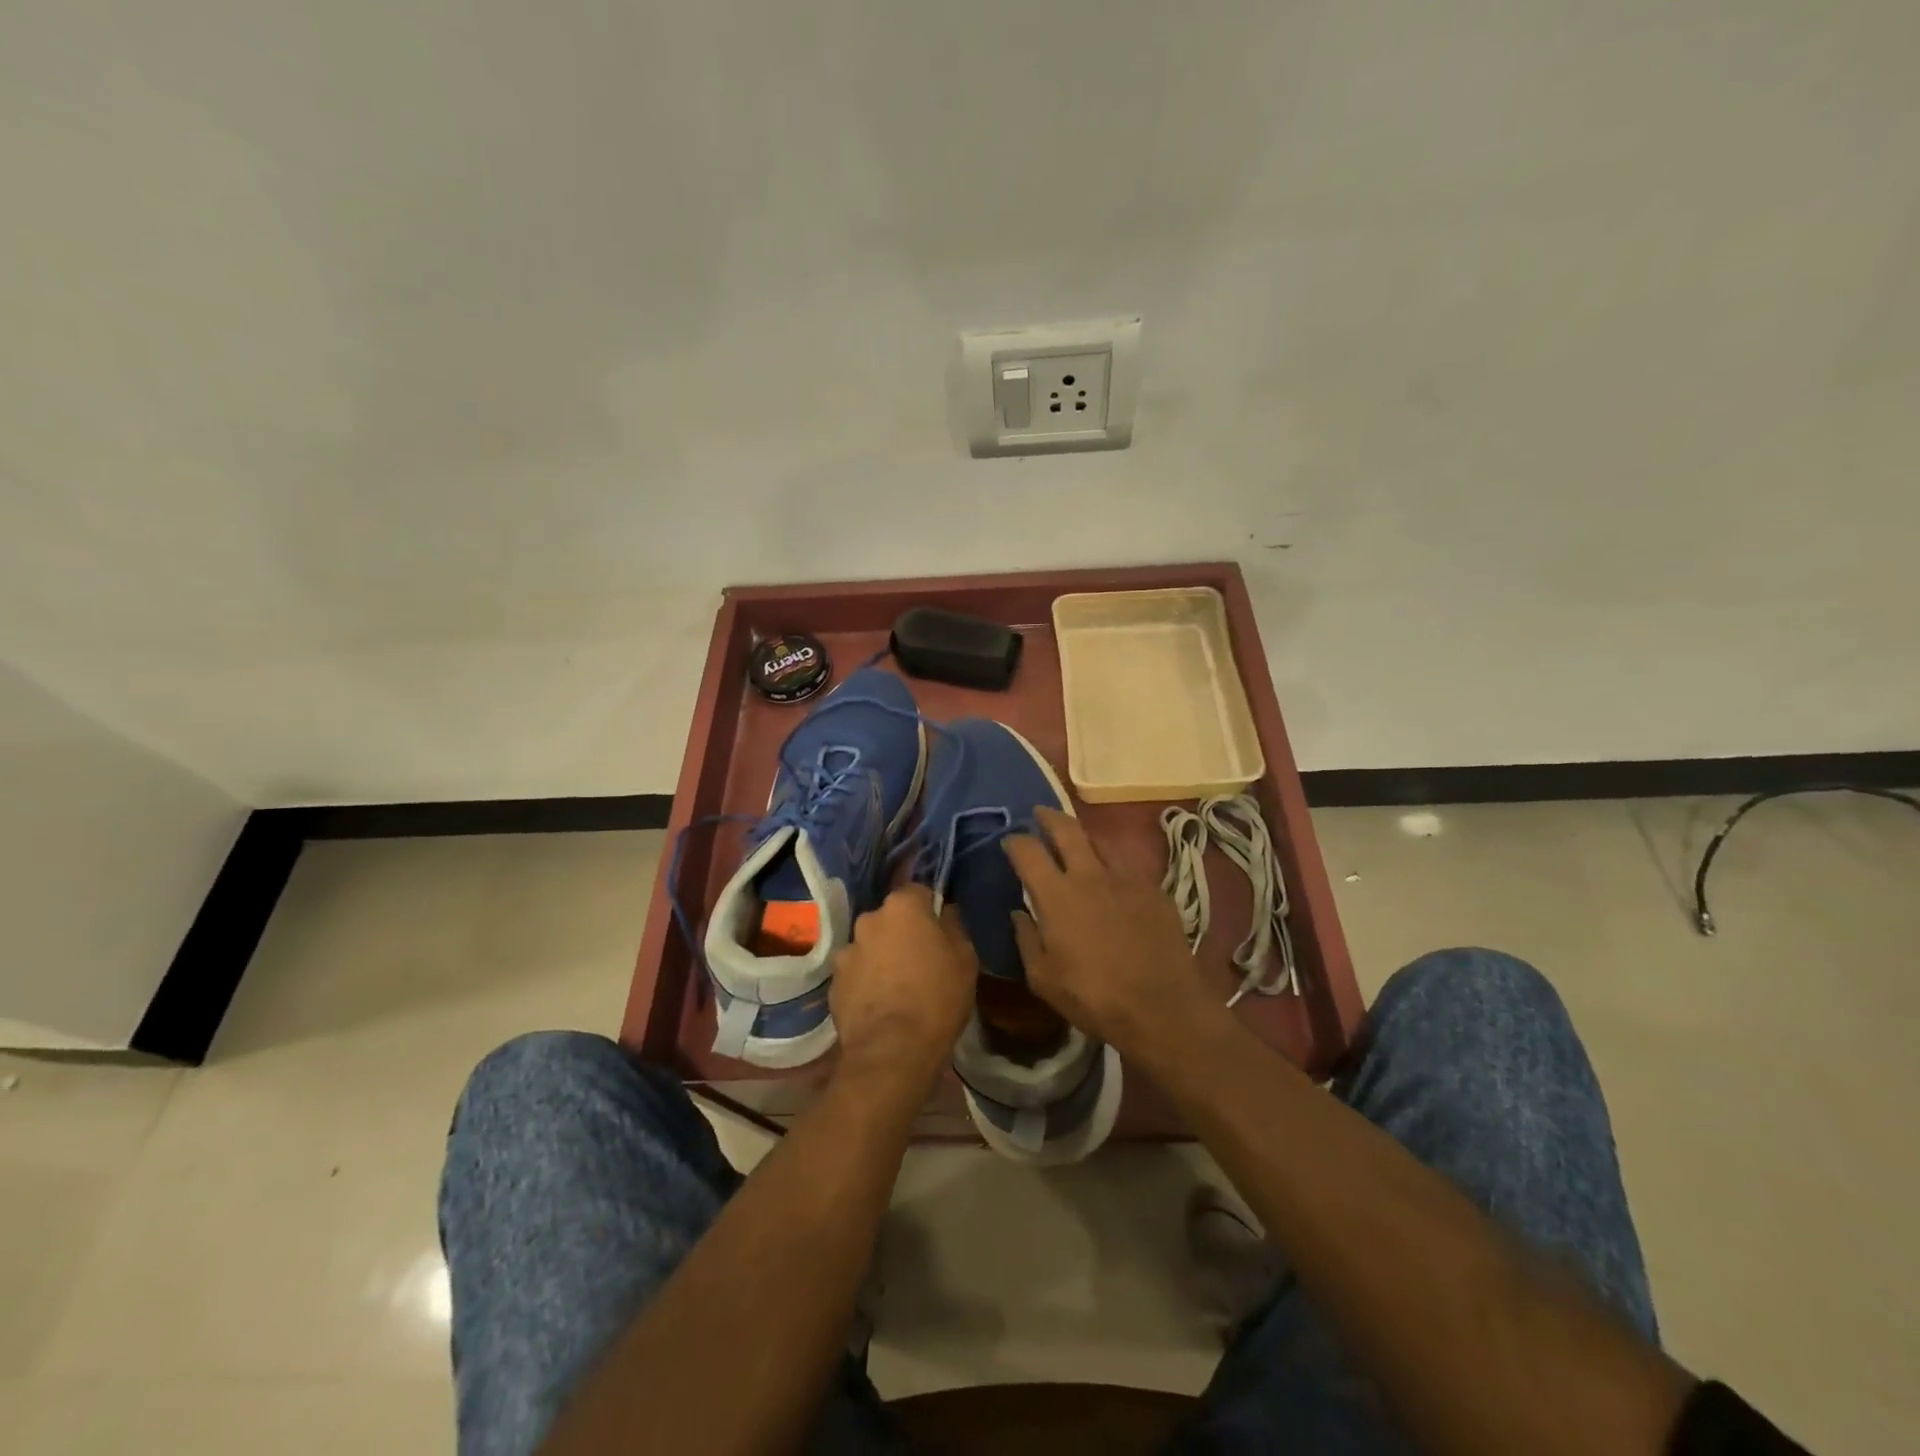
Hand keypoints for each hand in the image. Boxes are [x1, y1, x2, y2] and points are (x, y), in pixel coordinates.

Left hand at [830, 884, 977, 1090]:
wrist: (893, 1051)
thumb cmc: (938, 997)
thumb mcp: (965, 958)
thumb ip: (954, 926)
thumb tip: (945, 911)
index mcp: (902, 907)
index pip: (917, 891)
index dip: (929, 909)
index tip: (939, 930)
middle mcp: (869, 919)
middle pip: (890, 918)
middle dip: (903, 932)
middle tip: (920, 959)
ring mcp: (846, 951)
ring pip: (870, 945)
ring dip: (881, 956)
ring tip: (898, 986)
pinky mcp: (833, 982)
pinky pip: (856, 973)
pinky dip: (866, 981)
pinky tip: (880, 1004)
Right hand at [1004, 807, 1225, 1069]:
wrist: (1162, 1007)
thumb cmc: (1094, 997)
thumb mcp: (1043, 978)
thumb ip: (1026, 939)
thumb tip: (1018, 913)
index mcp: (1057, 894)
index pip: (1028, 851)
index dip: (1015, 840)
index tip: (1009, 840)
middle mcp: (1090, 875)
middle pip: (1067, 829)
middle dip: (1049, 816)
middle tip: (1040, 814)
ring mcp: (1126, 878)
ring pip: (1100, 841)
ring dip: (1083, 836)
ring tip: (1076, 841)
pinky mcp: (1154, 890)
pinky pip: (1127, 865)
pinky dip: (1112, 864)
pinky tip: (1112, 878)